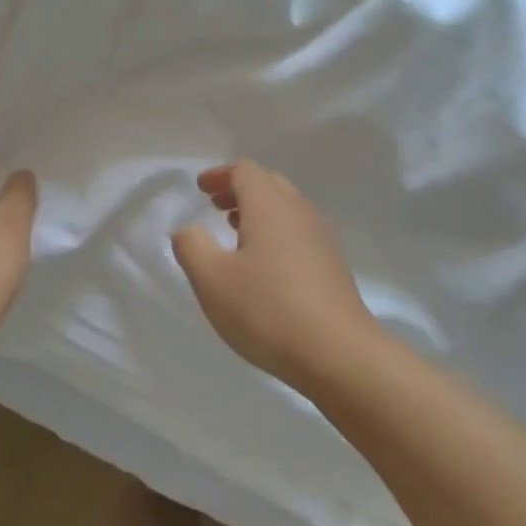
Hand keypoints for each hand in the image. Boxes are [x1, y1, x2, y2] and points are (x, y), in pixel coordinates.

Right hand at [171, 160, 378, 388]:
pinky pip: (299, 233)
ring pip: (287, 209)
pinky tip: (263, 264)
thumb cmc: (266, 310)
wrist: (337, 354)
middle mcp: (299, 212)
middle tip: (215, 206)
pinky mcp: (332, 266)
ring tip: (235, 232)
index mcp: (269, 206)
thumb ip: (192, 246)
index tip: (201, 189)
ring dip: (259, 212)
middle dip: (239, 189)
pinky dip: (276, 233)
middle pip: (269, 184)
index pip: (245, 170)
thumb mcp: (211, 279)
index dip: (220, 175)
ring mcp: (321, 239)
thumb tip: (189, 230)